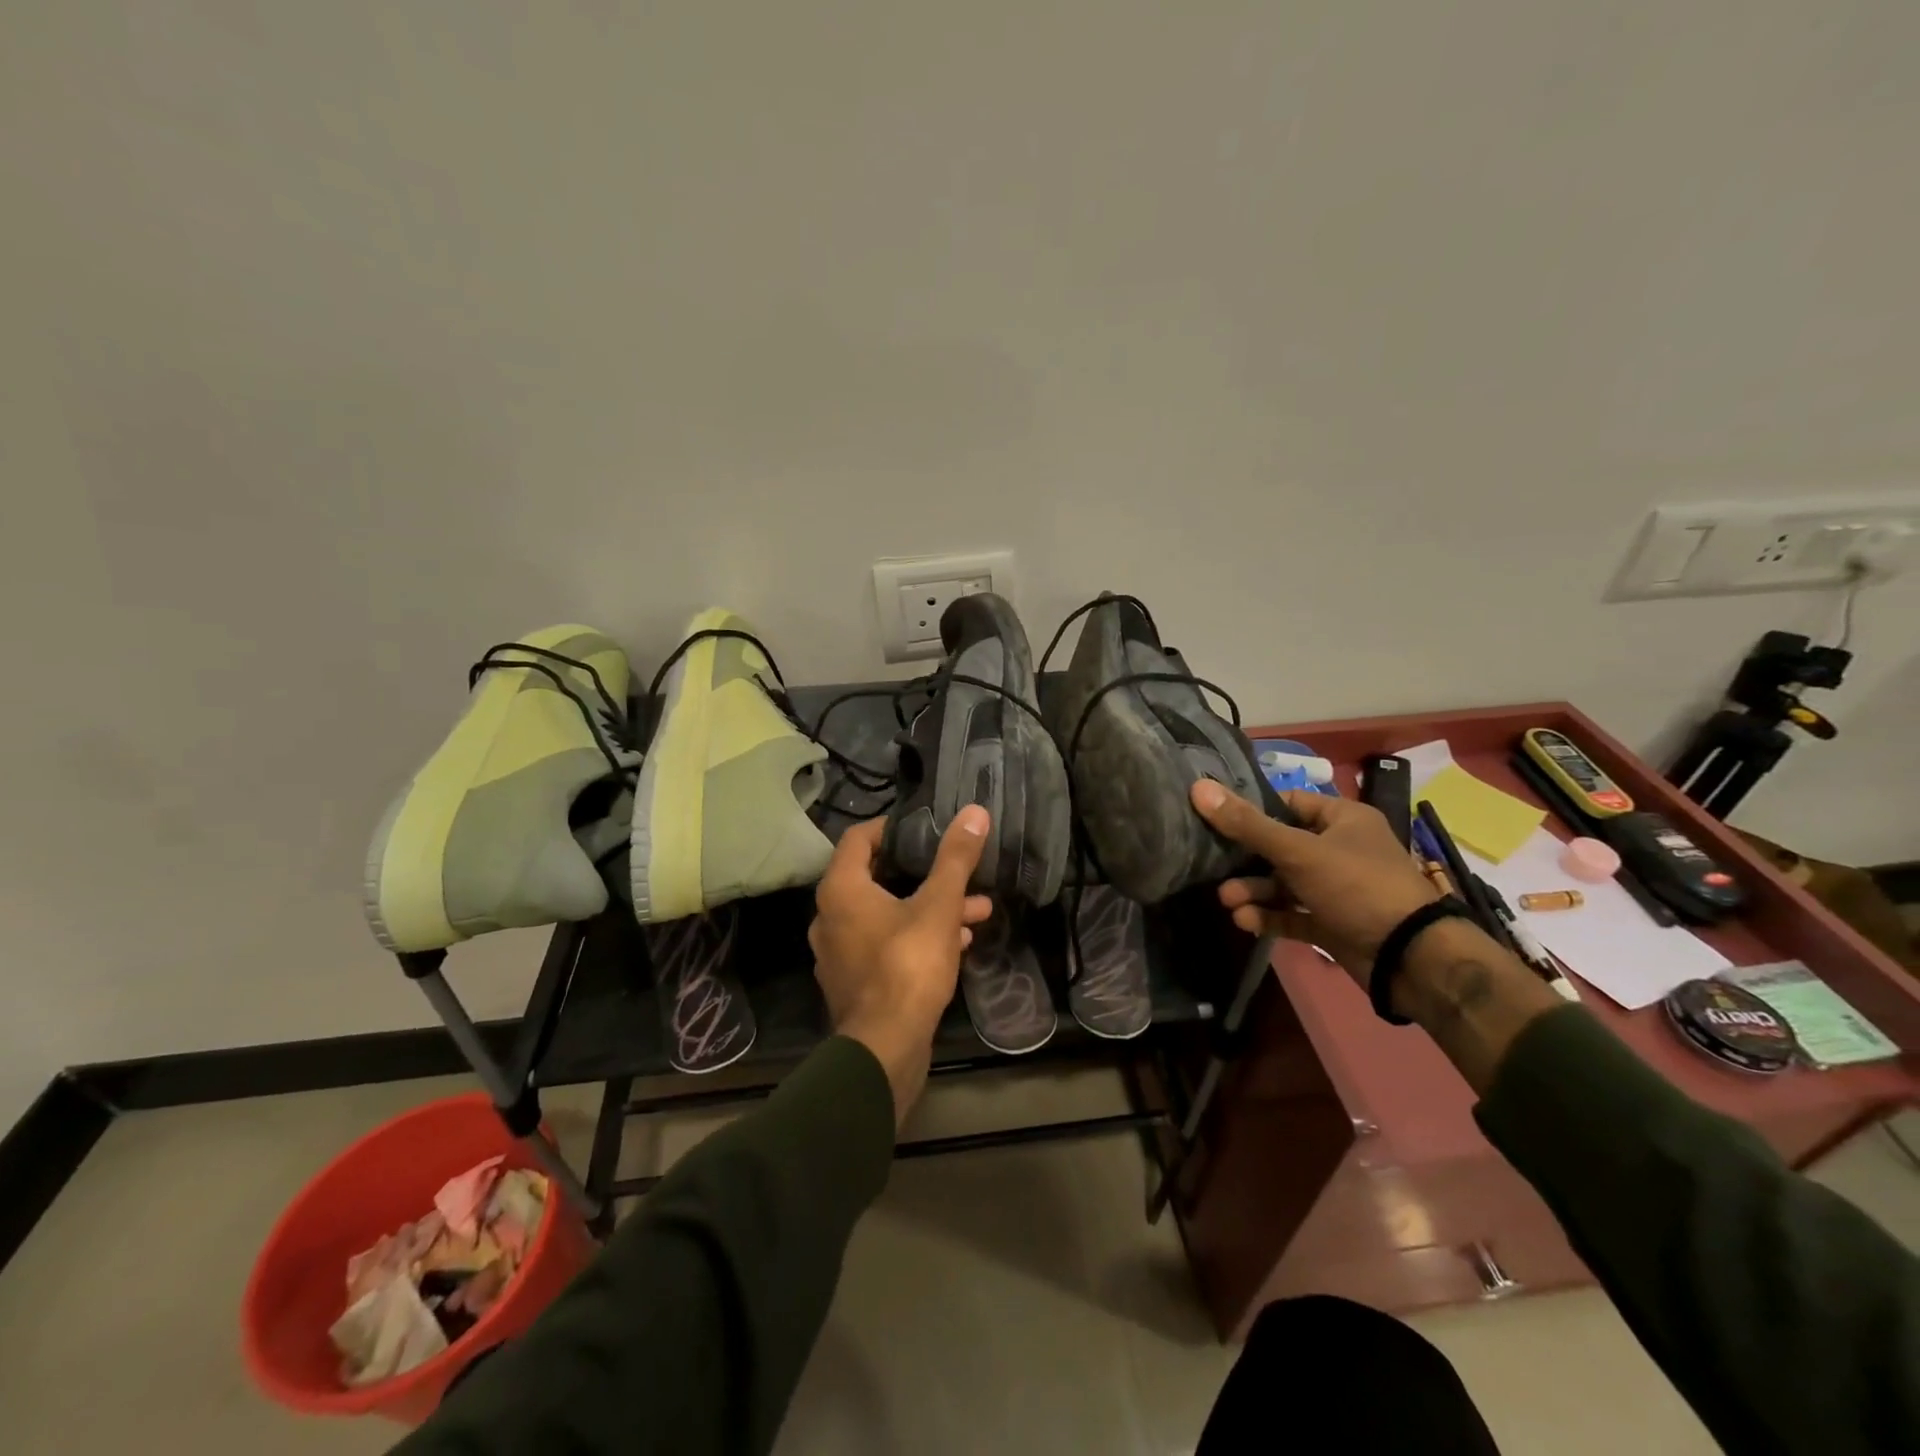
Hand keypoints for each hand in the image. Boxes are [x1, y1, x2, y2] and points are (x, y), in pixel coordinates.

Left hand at [808, 807, 993, 1124]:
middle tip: (958, 870)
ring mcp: (839, 953)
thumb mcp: (938, 906)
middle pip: (877, 877)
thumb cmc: (907, 966)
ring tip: (976, 910)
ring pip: (888, 915)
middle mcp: (830, 917)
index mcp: (841, 890)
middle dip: (925, 874)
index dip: (890, 828)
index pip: (859, 839)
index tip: (922, 828)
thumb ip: (955, 858)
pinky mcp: (855, 982)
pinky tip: (958, 942)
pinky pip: (886, 945)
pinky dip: (918, 937)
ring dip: (930, 908)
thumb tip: (975, 811)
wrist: (885, 1049)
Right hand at [1190, 780, 1439, 989]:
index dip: (1252, 810)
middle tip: (1215, 869)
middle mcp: (1341, 849)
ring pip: (1284, 884)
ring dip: (1254, 892)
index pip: (1288, 803)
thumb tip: (1198, 787)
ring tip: (1228, 902)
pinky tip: (1245, 921)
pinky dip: (1269, 916)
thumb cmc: (1356, 885)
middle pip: (1280, 846)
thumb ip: (1247, 824)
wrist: (1409, 957)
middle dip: (1246, 861)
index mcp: (1343, 819)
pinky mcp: (1333, 923)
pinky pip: (1293, 915)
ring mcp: (1337, 889)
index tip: (1216, 818)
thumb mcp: (1297, 850)